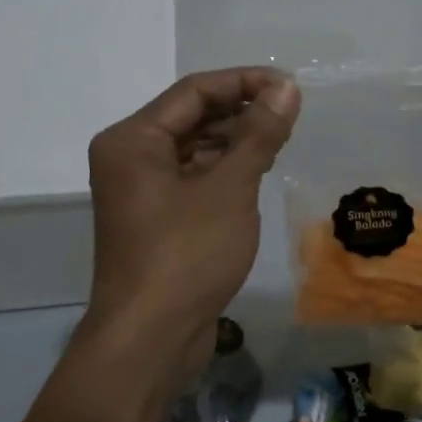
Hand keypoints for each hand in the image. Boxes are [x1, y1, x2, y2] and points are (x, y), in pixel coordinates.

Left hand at [80, 68, 299, 381]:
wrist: (150, 340)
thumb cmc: (186, 255)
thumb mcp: (229, 189)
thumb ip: (258, 134)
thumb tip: (287, 88)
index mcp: (133, 140)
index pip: (194, 91)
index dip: (244, 82)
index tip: (291, 86)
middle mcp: (130, 158)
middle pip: (191, 118)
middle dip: (241, 112)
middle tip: (292, 114)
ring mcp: (141, 191)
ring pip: (194, 149)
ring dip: (236, 142)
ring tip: (282, 140)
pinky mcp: (157, 220)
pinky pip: (194, 179)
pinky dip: (225, 172)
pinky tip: (259, 172)